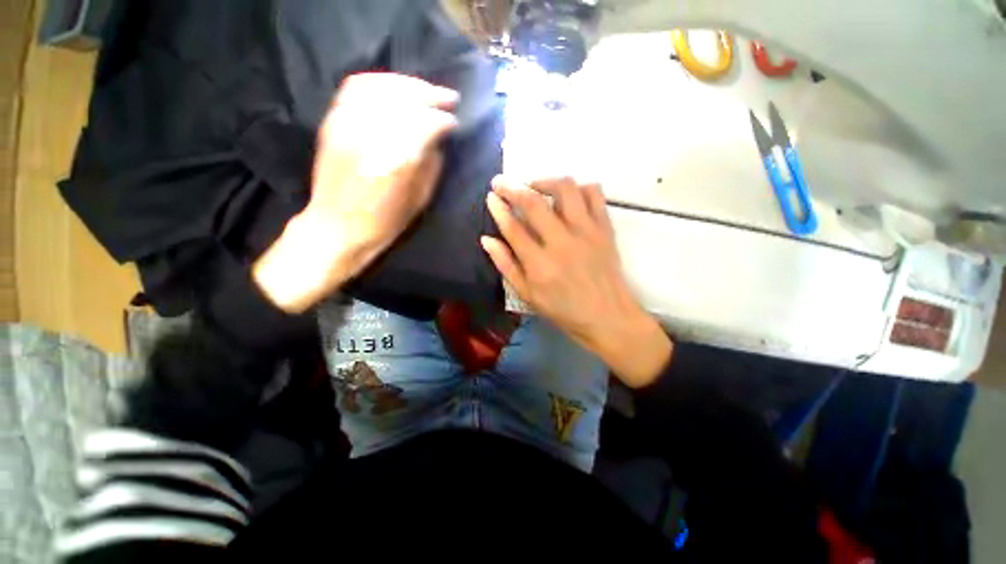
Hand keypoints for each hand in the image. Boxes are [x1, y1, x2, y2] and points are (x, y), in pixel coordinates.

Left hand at [254, 74, 458, 312]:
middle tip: (448, 98)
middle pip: (405, 100)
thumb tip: (438, 139)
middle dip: (431, 95)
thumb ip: (432, 165)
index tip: (455, 122)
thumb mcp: (419, 200)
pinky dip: (379, 82)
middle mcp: (371, 137)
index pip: (426, 124)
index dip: (444, 120)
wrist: (337, 227)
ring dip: (408, 85)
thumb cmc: (384, 222)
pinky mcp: (332, 122)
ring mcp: (347, 125)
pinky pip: (356, 88)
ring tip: (425, 91)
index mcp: (397, 162)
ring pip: (381, 87)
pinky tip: (395, 88)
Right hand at [482, 176, 672, 387]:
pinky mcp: (605, 228)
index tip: (491, 196)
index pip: (512, 227)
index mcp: (539, 264)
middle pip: (533, 202)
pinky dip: (579, 187)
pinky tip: (569, 196)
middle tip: (502, 182)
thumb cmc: (564, 310)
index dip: (498, 208)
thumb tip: (487, 240)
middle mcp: (561, 242)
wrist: (608, 316)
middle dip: (512, 187)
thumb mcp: (528, 296)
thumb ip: (506, 266)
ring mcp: (586, 232)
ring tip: (536, 187)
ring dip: (545, 181)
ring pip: (565, 189)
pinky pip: (594, 194)